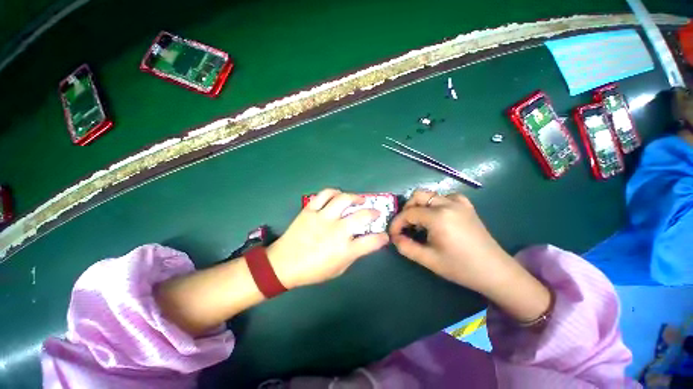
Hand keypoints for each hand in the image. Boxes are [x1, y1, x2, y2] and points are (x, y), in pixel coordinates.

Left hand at [267, 189, 389, 288]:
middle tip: (375, 213)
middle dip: (374, 213)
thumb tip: (363, 242)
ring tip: (360, 199)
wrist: (283, 264)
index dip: (382, 238)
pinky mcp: (310, 210)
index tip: (384, 236)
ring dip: (356, 197)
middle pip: (362, 216)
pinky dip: (334, 192)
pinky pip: (324, 195)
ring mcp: (322, 218)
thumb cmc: (312, 271)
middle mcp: (337, 231)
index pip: (372, 241)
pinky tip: (338, 195)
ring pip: (344, 199)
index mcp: (345, 249)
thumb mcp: (338, 269)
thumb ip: (353, 254)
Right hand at [389, 189, 517, 294]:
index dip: (397, 223)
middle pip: (418, 196)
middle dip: (407, 209)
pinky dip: (436, 203)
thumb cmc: (460, 267)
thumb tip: (394, 237)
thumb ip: (406, 247)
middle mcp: (448, 204)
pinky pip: (446, 196)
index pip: (408, 213)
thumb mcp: (428, 260)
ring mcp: (459, 202)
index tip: (393, 234)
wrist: (494, 271)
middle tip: (405, 225)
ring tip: (420, 221)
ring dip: (420, 205)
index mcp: (438, 217)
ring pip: (430, 194)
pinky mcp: (466, 206)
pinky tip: (438, 215)